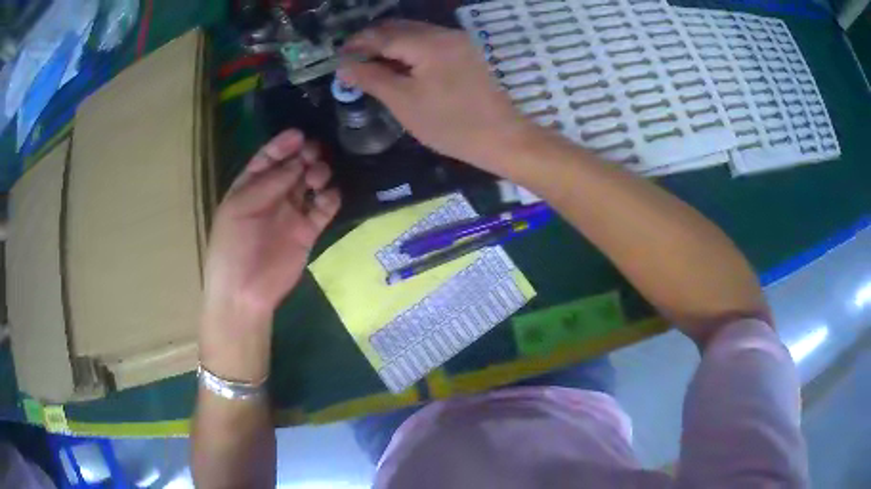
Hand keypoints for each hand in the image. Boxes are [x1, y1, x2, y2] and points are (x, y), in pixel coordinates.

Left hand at [199, 130, 339, 380]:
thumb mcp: (240, 209)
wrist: (245, 292)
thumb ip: (268, 184)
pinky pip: (323, 208)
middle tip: (314, 152)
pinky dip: (329, 199)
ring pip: (310, 183)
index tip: (299, 135)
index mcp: (249, 188)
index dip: (282, 145)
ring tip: (318, 176)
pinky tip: (328, 196)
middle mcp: (272, 196)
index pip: (267, 159)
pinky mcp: (308, 231)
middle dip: (304, 156)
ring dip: (318, 174)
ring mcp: (291, 213)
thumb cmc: (233, 248)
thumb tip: (297, 162)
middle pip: (292, 167)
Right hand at [338, 20, 532, 172]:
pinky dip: (409, 49)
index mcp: (428, 43)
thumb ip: (371, 78)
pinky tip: (399, 64)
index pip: (382, 35)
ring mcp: (458, 41)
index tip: (338, 57)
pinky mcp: (465, 52)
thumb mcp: (404, 102)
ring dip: (390, 43)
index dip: (357, 44)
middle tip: (352, 60)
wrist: (502, 138)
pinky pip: (429, 41)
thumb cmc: (450, 124)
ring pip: (414, 32)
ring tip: (371, 63)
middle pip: (398, 28)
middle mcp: (444, 33)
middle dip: (372, 40)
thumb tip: (343, 66)